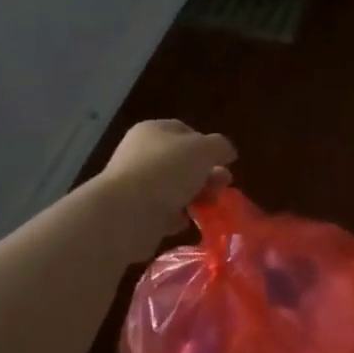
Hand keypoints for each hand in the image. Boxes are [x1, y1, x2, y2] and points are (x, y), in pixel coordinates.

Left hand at [96, 120, 235, 261]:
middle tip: (223, 186)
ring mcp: (136, 184)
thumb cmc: (166, 171)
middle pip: (182, 162)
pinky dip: (177, 217)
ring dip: (195, 197)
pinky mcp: (135, 212)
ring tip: (210, 206)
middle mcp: (141, 154)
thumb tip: (226, 152)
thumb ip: (220, 147)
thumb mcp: (204, 149)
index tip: (224, 162)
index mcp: (153, 131)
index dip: (208, 145)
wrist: (127, 213)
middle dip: (207, 174)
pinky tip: (185, 221)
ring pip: (175, 188)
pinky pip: (163, 212)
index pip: (185, 132)